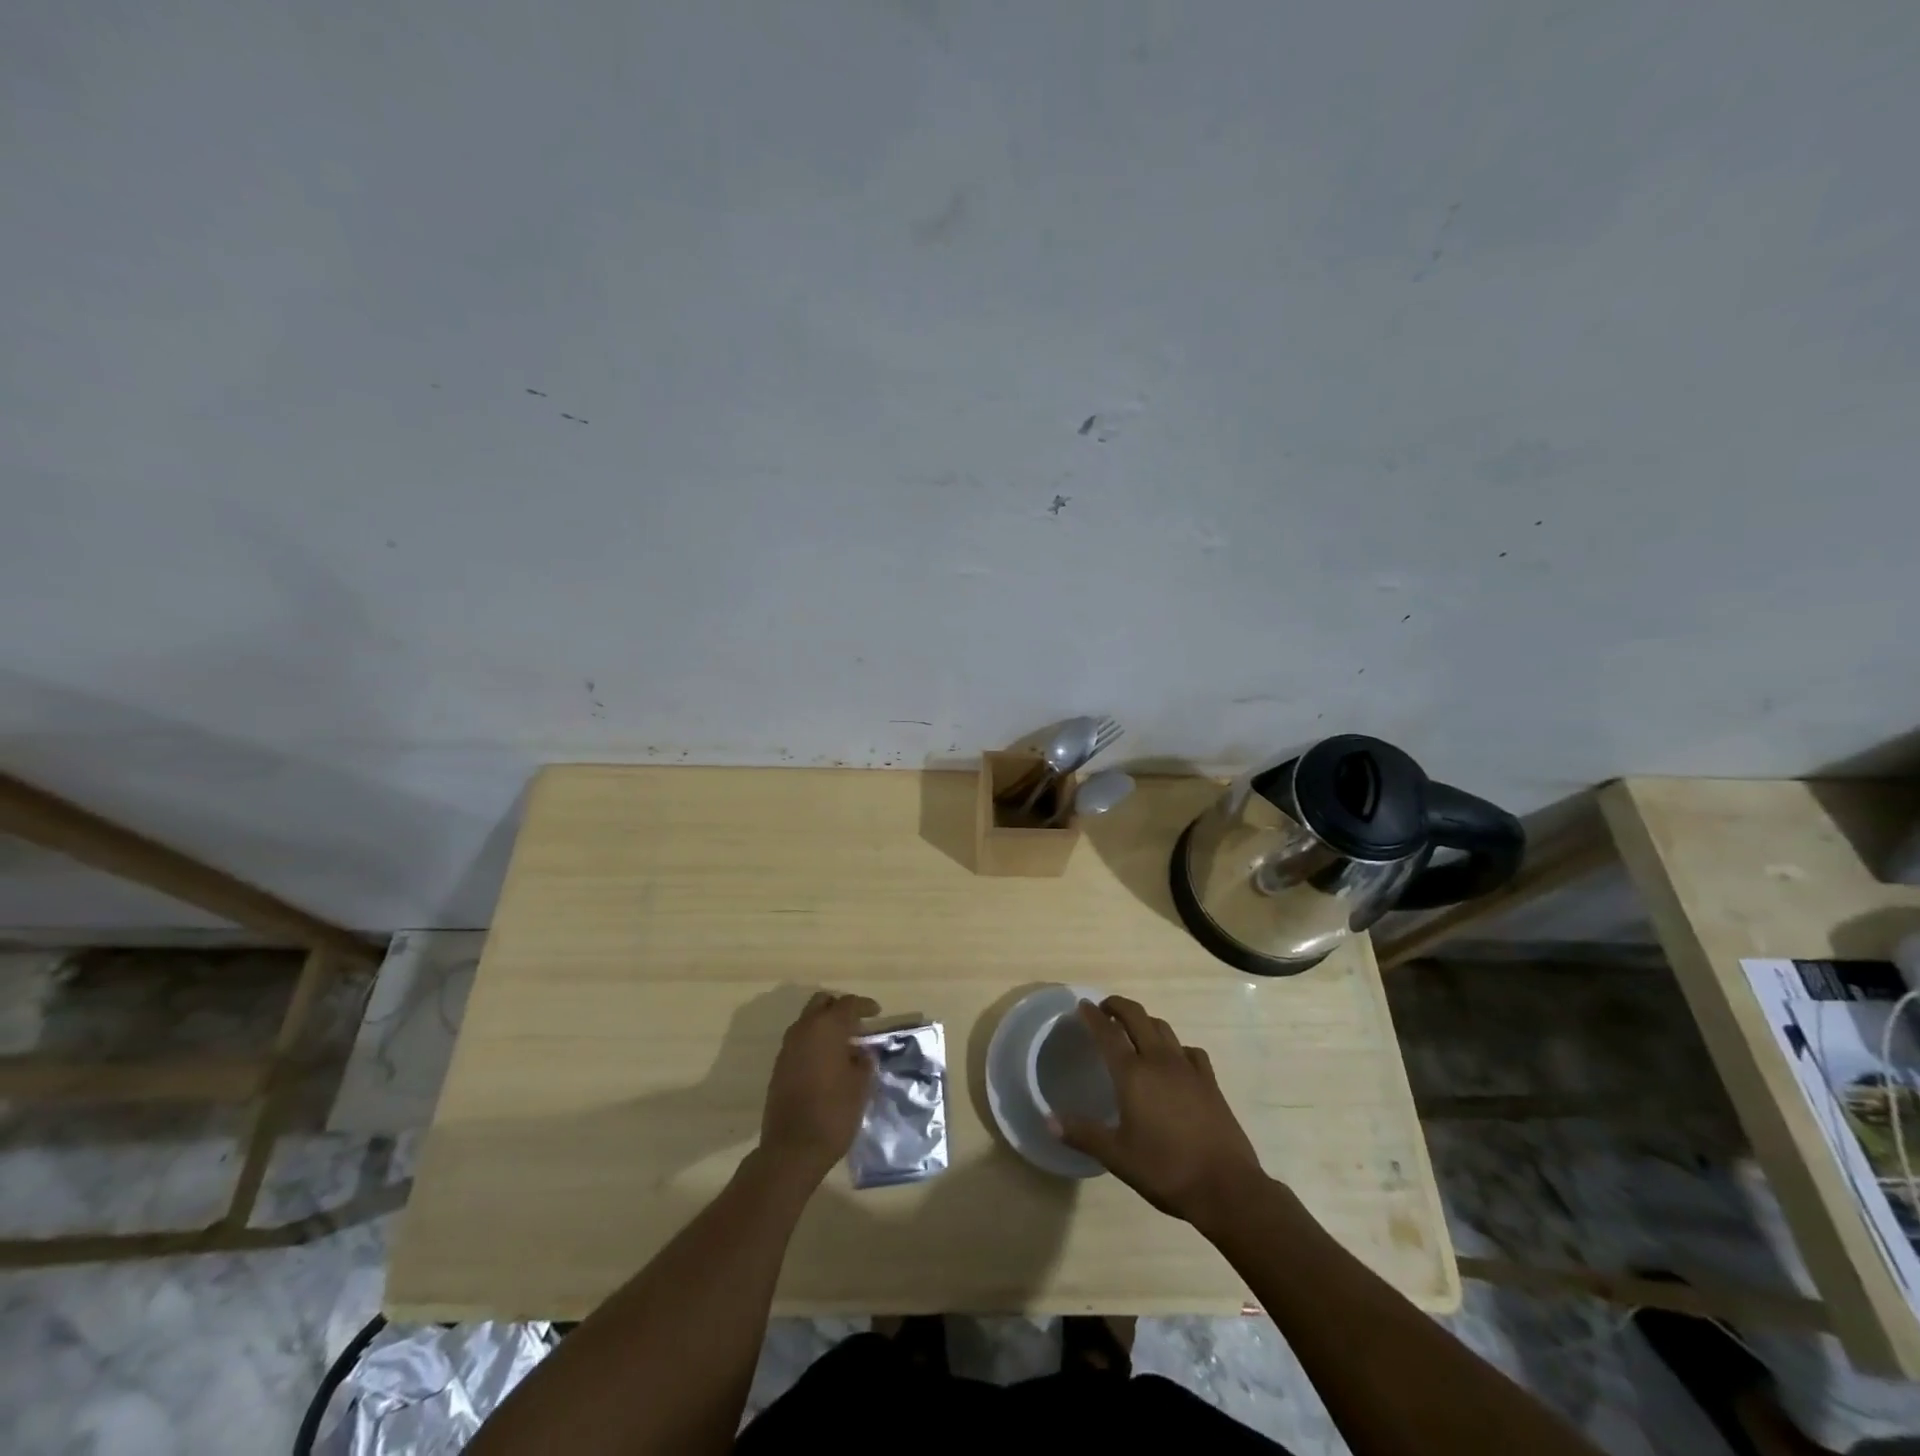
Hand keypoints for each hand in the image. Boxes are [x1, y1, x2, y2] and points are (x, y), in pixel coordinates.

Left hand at [759, 991, 878, 1182]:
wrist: (792, 1149)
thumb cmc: (834, 1112)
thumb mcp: (861, 1085)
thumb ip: (864, 1061)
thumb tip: (861, 1052)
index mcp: (827, 1028)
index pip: (848, 1004)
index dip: (864, 1005)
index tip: (877, 1012)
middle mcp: (803, 1030)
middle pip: (821, 1003)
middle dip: (839, 1007)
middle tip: (857, 1024)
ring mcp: (787, 1047)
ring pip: (807, 1021)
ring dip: (825, 1025)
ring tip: (844, 1044)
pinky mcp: (779, 1066)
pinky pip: (799, 1041)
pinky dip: (814, 1041)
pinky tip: (827, 1061)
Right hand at [1054, 996, 1267, 1228]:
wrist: (1226, 1187)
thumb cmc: (1165, 1170)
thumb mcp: (1117, 1156)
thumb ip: (1083, 1134)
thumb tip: (1048, 1119)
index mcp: (1133, 1074)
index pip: (1108, 1033)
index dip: (1092, 1016)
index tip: (1082, 1005)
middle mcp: (1159, 1061)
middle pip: (1137, 1017)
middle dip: (1118, 1006)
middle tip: (1104, 1010)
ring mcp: (1188, 1068)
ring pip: (1163, 1028)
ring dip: (1145, 1021)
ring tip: (1134, 1030)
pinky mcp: (1209, 1081)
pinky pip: (1190, 1051)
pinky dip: (1176, 1046)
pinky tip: (1174, 1060)